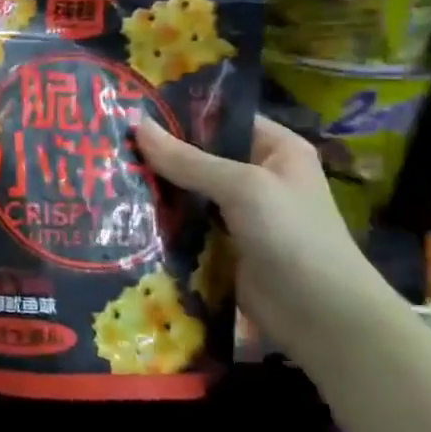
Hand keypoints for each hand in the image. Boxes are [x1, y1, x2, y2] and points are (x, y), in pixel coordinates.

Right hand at [131, 112, 408, 364]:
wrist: (323, 318)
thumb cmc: (292, 237)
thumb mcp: (242, 188)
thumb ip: (188, 159)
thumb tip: (137, 124)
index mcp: (276, 149)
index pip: (221, 119)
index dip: (179, 115)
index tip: (130, 112)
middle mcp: (259, 177)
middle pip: (200, 156)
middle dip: (159, 155)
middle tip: (108, 147)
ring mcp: (241, 215)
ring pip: (189, 193)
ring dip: (156, 191)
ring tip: (108, 178)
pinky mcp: (224, 248)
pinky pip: (187, 226)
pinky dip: (162, 223)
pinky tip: (124, 215)